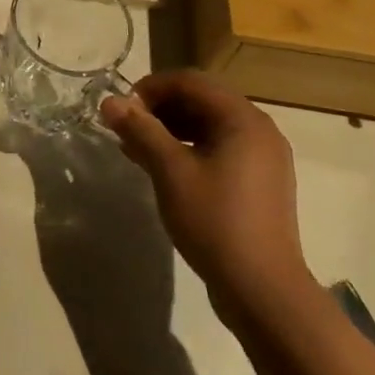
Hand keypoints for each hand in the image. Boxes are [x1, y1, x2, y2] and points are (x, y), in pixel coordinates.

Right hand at [100, 71, 310, 314]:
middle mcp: (259, 129)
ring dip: (172, 129)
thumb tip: (109, 101)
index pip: (190, 81)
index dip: (151, 88)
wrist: (264, 292)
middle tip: (127, 129)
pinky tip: (164, 169)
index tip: (122, 110)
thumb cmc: (216, 222)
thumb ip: (141, 130)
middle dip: (160, 109)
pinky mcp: (261, 182)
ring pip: (210, 125)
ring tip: (138, 149)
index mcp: (243, 118)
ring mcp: (264, 157)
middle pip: (202, 100)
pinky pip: (220, 148)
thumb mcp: (170, 172)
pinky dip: (190, 149)